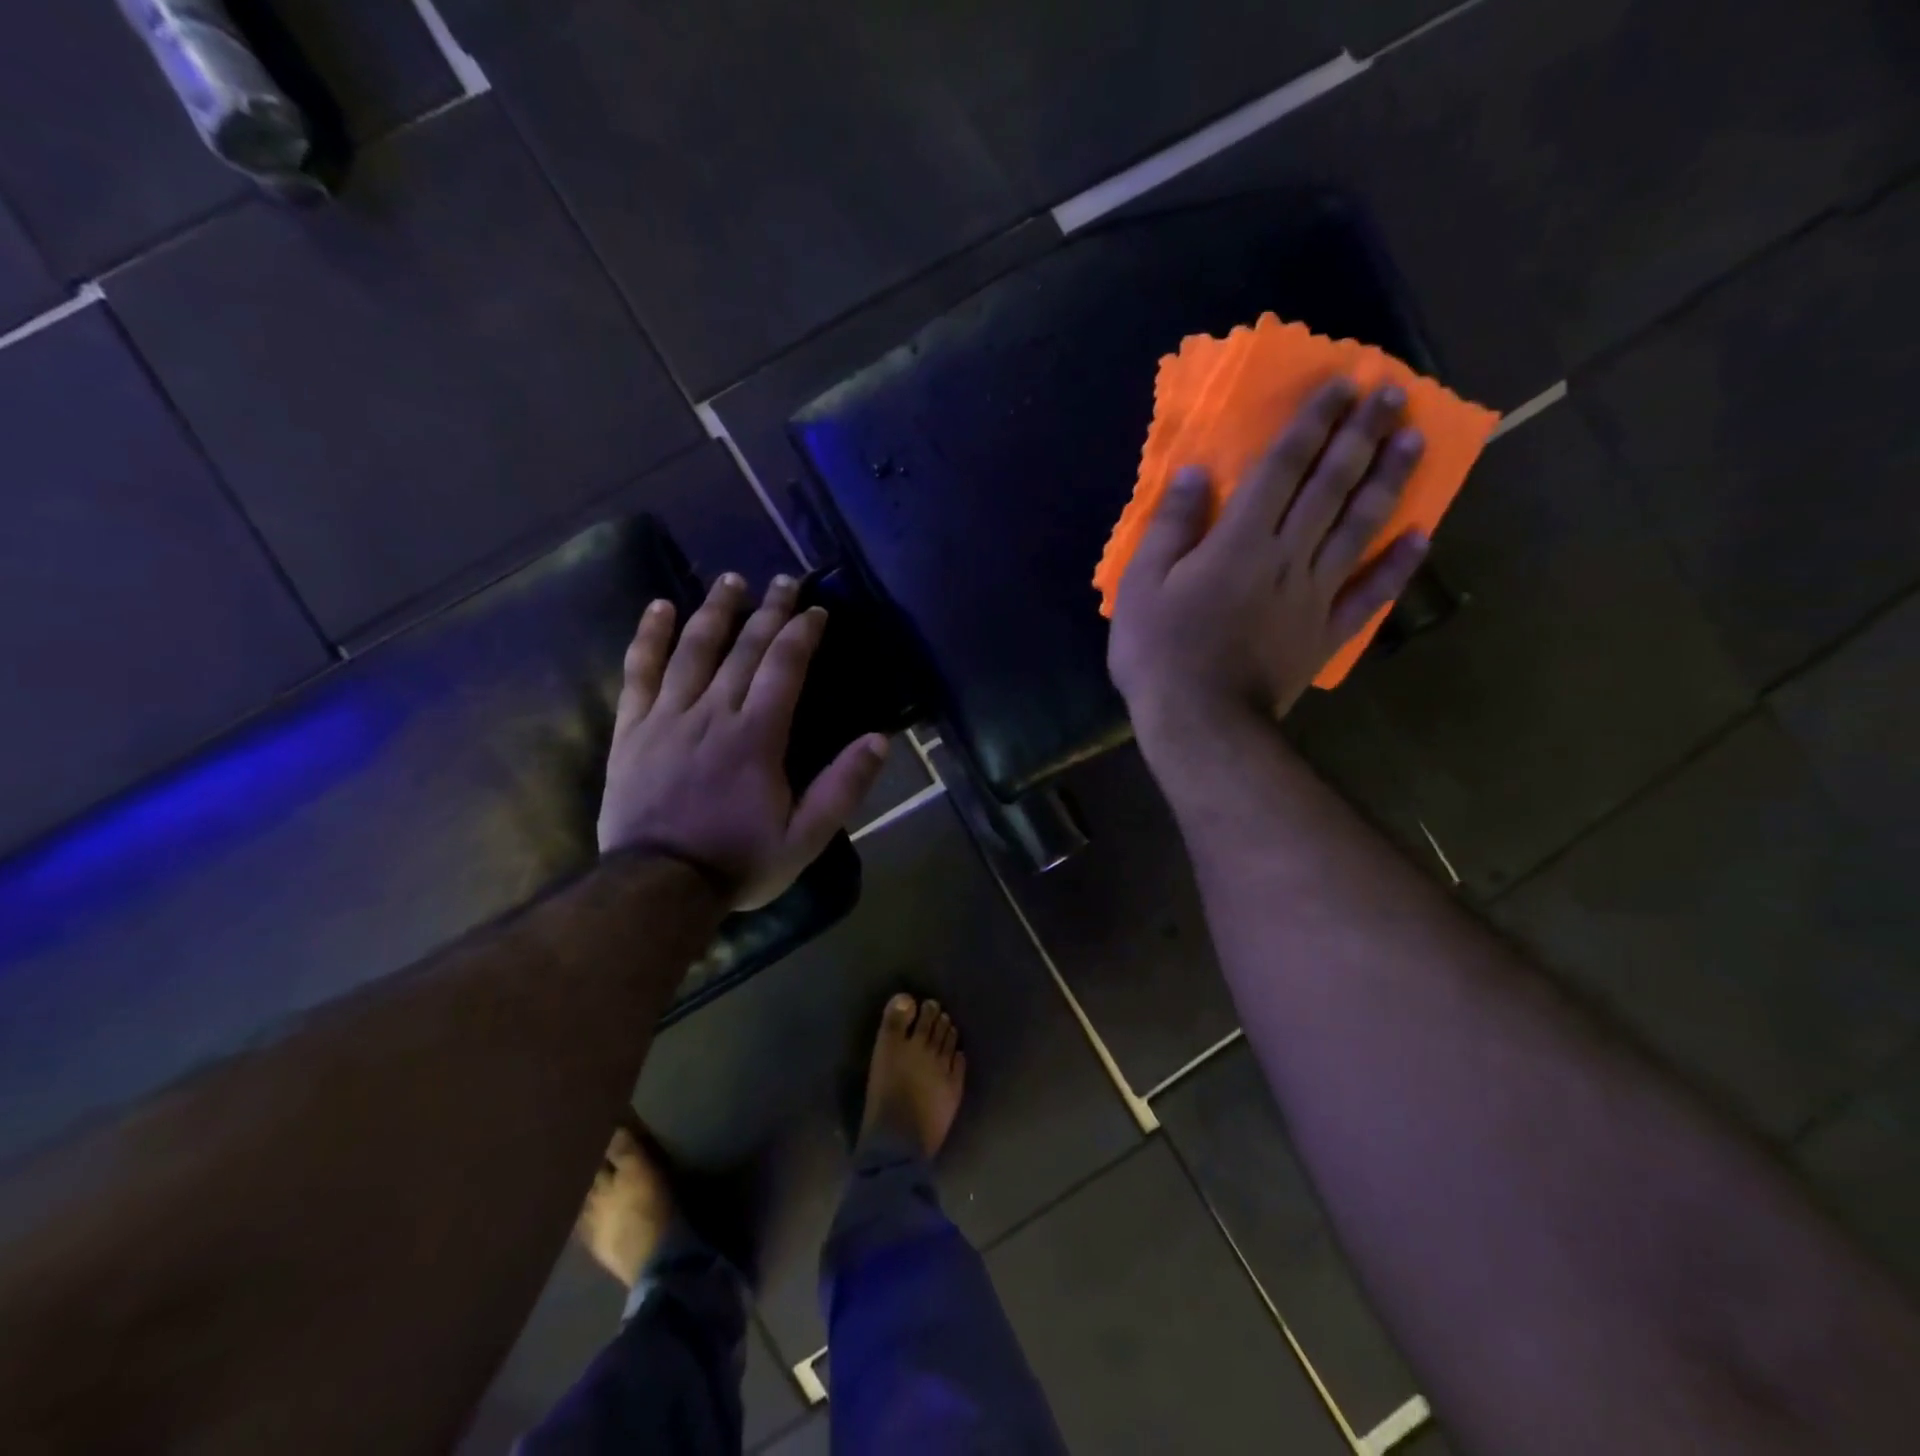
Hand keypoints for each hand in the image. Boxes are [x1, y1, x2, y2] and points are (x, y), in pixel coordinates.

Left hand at [597, 573, 888, 910]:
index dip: (802, 633)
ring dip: (714, 611)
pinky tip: (658, 608)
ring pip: (692, 650)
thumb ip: (843, 787)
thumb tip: (880, 739)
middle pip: (743, 648)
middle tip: (784, 580)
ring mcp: (667, 717)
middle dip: (767, 610)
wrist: (658, 888)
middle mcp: (712, 713)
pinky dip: (649, 637)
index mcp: (756, 736)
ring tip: (730, 580)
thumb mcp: (805, 838)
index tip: (816, 610)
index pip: (784, 667)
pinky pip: (638, 673)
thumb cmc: (738, 861)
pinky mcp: (633, 730)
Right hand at [1108, 378, 1427, 756]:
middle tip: (1394, 393)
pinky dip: (1397, 566)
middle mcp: (1289, 555)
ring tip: (1415, 440)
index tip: (1342, 385)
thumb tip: (1198, 472)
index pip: (1284, 467)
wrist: (1201, 722)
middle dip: (1362, 435)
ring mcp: (1315, 596)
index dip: (1313, 423)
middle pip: (1332, 486)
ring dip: (1389, 481)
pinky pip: (1370, 595)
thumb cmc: (1160, 652)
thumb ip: (1173, 526)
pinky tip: (1421, 536)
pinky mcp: (1325, 633)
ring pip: (1359, 528)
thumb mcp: (1142, 584)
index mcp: (1242, 540)